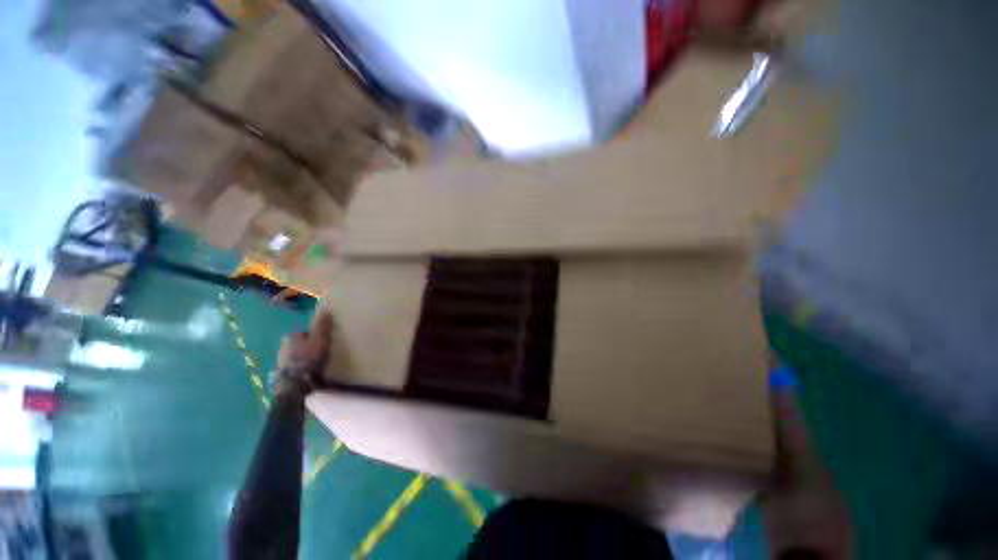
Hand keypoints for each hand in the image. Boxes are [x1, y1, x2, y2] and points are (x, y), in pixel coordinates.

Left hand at [274, 311, 332, 396]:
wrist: (295, 382)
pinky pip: (294, 366)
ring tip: (316, 363)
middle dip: (308, 347)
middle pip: (299, 344)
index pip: (305, 333)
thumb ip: (321, 325)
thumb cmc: (309, 357)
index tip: (323, 342)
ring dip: (303, 358)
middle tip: (320, 352)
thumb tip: (325, 310)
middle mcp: (282, 347)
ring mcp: (280, 361)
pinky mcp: (282, 374)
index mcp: (291, 336)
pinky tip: (308, 372)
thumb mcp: (319, 339)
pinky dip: (300, 367)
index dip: (315, 336)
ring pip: (295, 356)